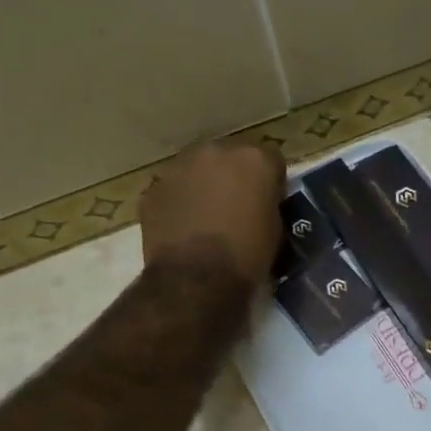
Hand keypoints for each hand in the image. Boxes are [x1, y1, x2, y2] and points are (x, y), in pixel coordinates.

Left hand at [138, 139, 284, 290]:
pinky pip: (173, 188)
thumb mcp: (275, 227)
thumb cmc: (247, 255)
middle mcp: (216, 150)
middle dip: (234, 175)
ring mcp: (180, 166)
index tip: (268, 201)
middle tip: (236, 205)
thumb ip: (267, 202)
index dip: (270, 181)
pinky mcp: (154, 187)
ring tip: (206, 216)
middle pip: (230, 156)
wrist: (196, 280)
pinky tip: (183, 226)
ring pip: (198, 168)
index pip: (270, 159)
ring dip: (204, 184)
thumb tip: (257, 202)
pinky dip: (179, 201)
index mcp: (254, 158)